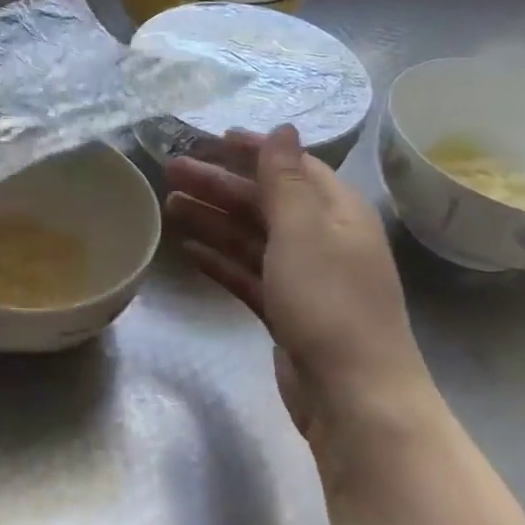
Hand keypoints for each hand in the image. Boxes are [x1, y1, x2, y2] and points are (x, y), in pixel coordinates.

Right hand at [164, 126, 426, 432]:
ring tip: (170, 205)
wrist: (353, 396)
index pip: (293, 167)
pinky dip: (221, 261)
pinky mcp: (287, 313)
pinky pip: (248, 275)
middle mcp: (323, 240)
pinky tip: (191, 252)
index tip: (212, 139)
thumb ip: (285, 179)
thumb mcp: (304, 230)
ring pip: (252, 237)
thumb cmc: (329, 302)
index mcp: (337, 213)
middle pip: (264, 202)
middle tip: (171, 170)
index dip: (254, 151)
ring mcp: (304, 280)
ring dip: (213, 219)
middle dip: (219, 184)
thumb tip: (284, 128)